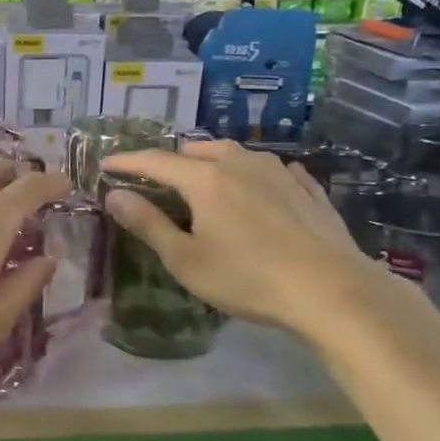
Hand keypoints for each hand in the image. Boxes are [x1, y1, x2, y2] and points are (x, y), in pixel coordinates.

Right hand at [103, 139, 408, 344]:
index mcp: (205, 179)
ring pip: (236, 154)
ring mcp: (279, 172)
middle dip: (172, 159)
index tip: (107, 164)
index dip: (128, 162)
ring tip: (205, 176)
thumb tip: (115, 196)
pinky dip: (255, 174)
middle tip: (157, 177)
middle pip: (198, 150)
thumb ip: (148, 224)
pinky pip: (273, 170)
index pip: (156, 161)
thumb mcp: (187, 259)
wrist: (332, 290)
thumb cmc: (248, 278)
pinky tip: (262, 185)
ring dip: (213, 160)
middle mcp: (240, 164)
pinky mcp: (308, 189)